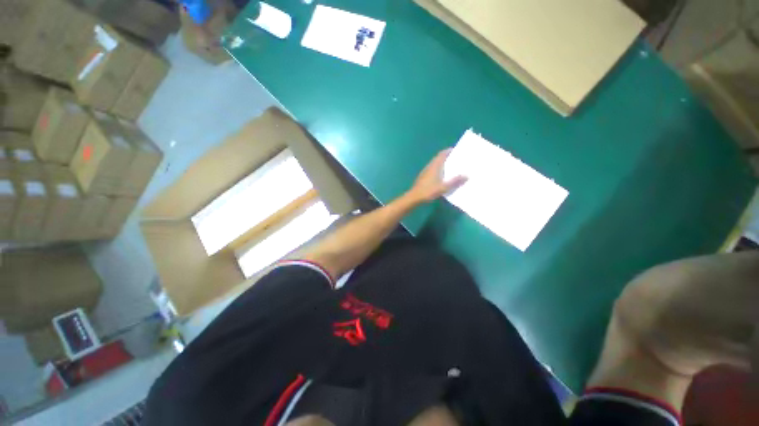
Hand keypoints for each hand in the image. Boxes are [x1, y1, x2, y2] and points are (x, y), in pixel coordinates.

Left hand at [406, 149, 466, 203]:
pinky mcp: (423, 177)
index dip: (449, 151)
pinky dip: (439, 170)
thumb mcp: (443, 187)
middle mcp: (430, 166)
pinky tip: (443, 177)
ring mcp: (425, 171)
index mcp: (435, 166)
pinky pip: (433, 170)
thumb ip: (455, 182)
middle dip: (448, 157)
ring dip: (443, 164)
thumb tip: (467, 175)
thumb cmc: (428, 191)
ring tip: (453, 168)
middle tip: (458, 159)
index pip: (442, 154)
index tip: (457, 150)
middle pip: (439, 158)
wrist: (414, 197)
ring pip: (436, 164)